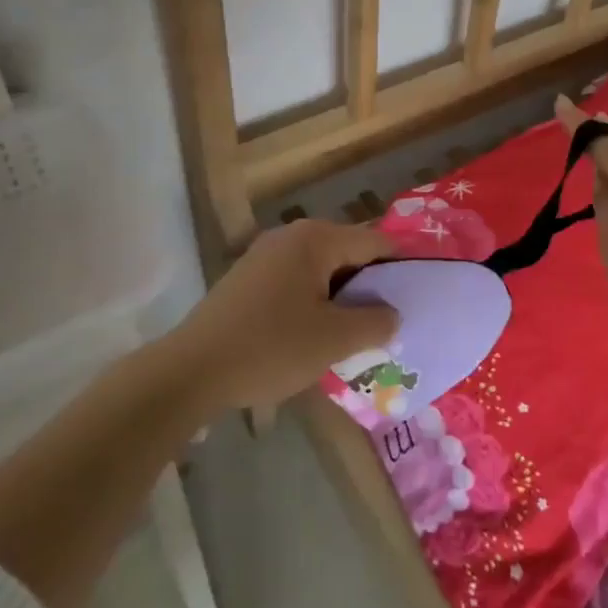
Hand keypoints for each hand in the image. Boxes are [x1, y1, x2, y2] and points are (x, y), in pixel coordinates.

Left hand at [177, 220, 399, 411]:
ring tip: (357, 334)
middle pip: (348, 253)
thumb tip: (393, 315)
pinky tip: (316, 336)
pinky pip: (296, 283)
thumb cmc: (270, 347)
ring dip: (342, 298)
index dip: (400, 268)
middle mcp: (291, 236)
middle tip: (388, 323)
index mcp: (316, 239)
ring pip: (322, 271)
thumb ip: (375, 322)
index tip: (417, 298)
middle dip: (370, 287)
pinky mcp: (248, 279)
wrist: (190, 371)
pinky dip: (314, 303)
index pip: (375, 242)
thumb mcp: (334, 339)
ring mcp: (265, 256)